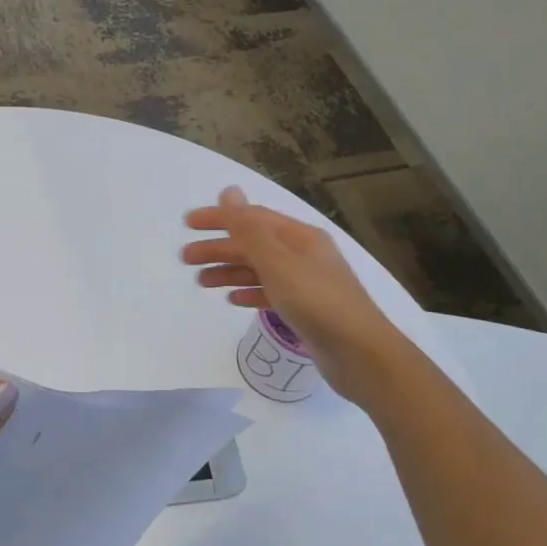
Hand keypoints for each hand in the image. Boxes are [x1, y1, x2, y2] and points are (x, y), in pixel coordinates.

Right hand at [182, 186, 409, 407]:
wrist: (360, 354)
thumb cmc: (317, 302)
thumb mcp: (278, 262)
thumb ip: (249, 229)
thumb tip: (229, 191)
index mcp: (299, 237)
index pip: (252, 218)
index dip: (220, 218)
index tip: (188, 224)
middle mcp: (304, 254)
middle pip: (254, 244)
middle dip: (219, 248)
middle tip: (186, 258)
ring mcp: (306, 283)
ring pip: (259, 269)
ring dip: (229, 271)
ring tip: (201, 282)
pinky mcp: (305, 309)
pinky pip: (270, 292)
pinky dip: (249, 292)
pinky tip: (232, 300)